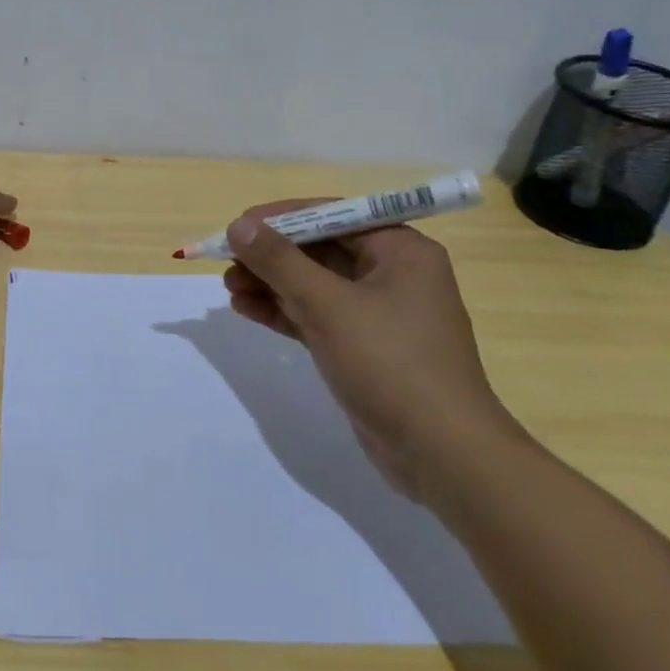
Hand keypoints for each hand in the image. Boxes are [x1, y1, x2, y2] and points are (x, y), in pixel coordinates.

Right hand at [222, 203, 518, 497]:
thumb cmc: (390, 363)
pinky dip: (284, 311)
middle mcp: (393, 274)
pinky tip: (247, 309)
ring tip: (229, 288)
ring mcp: (379, 314)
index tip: (238, 226)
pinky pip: (317, 316)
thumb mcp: (328, 304)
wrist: (442, 454)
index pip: (333, 216)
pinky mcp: (364, 348)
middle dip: (271, 256)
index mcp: (401, 251)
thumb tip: (239, 225)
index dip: (281, 218)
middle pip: (320, 250)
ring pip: (314, 285)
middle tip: (227, 261)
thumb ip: (279, 261)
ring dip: (271, 284)